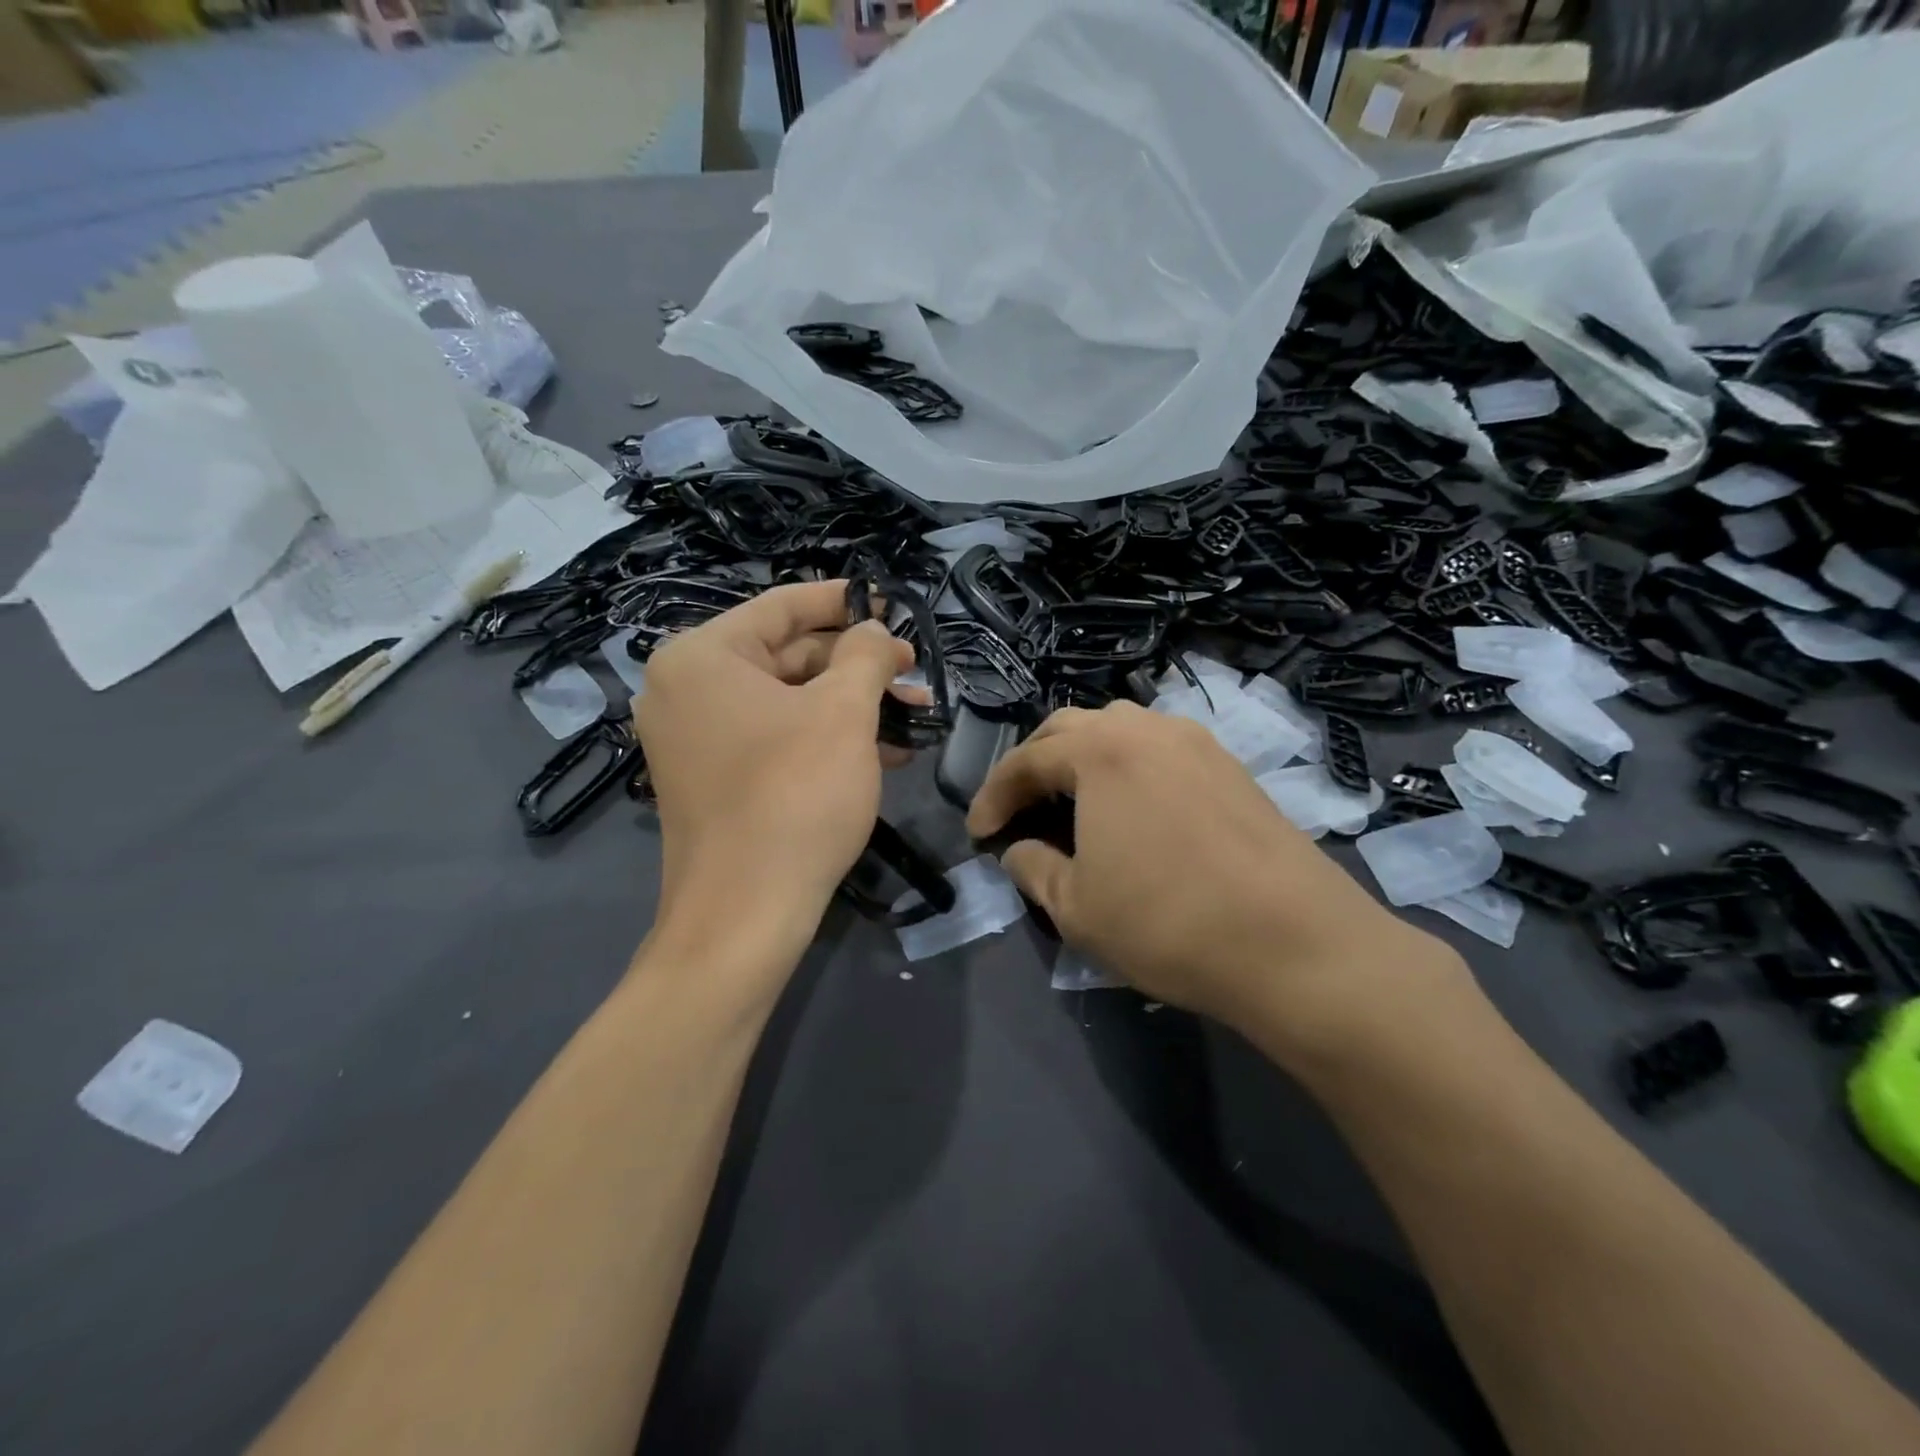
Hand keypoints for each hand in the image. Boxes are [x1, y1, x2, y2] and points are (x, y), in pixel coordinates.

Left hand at [635, 580, 913, 954]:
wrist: (745, 914)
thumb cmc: (795, 795)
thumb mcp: (844, 713)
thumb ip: (865, 655)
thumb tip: (874, 631)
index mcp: (702, 657)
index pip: (782, 607)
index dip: (843, 602)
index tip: (890, 605)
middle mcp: (687, 689)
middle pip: (788, 656)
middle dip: (858, 665)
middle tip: (913, 673)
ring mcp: (697, 738)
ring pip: (789, 701)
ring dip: (852, 705)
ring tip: (913, 714)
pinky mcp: (715, 778)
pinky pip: (776, 738)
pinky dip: (827, 738)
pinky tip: (884, 750)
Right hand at [966, 702, 1469, 1069]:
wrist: (1296, 944)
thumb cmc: (1168, 922)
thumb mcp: (1076, 907)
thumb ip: (1032, 868)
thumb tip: (1019, 851)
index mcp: (1100, 750)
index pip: (1026, 760)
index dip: (993, 795)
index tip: (978, 831)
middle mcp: (1147, 728)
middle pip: (1070, 730)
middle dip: (1034, 765)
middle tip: (1019, 807)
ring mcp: (1196, 742)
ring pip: (1120, 732)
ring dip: (1083, 760)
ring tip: (1072, 802)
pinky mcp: (1231, 766)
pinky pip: (1160, 750)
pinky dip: (1129, 769)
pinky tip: (1132, 808)